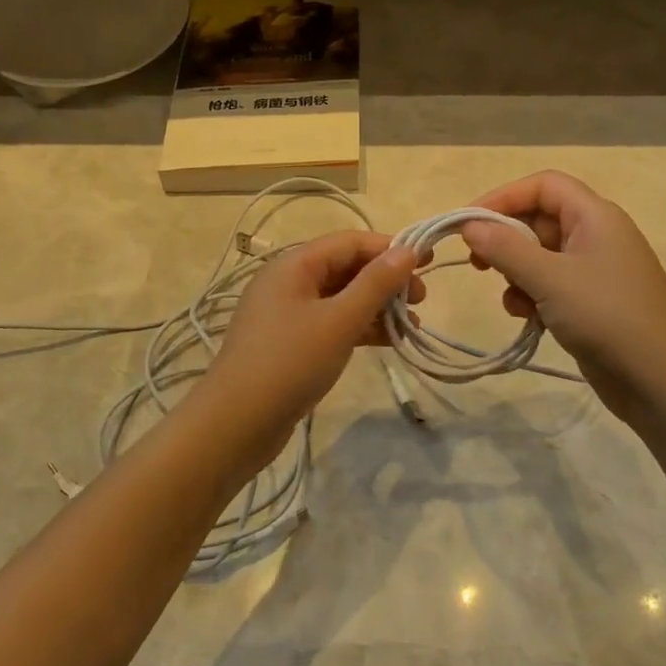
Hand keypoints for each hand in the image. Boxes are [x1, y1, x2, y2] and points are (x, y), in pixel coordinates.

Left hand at [197, 230, 422, 465]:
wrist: (237, 423)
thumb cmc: (290, 362)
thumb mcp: (339, 320)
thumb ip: (375, 284)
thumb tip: (408, 250)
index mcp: (294, 264)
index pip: (350, 242)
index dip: (390, 248)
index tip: (428, 263)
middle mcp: (288, 281)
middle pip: (345, 267)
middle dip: (385, 280)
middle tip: (422, 300)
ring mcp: (287, 313)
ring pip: (340, 297)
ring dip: (376, 306)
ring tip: (412, 325)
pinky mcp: (290, 343)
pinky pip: (331, 322)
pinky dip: (359, 327)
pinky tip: (387, 342)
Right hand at [461, 171, 665, 428]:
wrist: (661, 381)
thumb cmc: (606, 317)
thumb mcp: (549, 279)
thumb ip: (505, 248)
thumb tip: (469, 225)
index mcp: (595, 216)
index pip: (543, 185)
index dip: (503, 197)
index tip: (468, 223)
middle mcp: (597, 235)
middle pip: (539, 219)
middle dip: (505, 239)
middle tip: (476, 264)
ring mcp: (596, 270)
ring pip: (541, 255)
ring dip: (516, 272)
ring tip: (510, 299)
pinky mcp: (592, 302)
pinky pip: (551, 284)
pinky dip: (532, 295)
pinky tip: (527, 318)